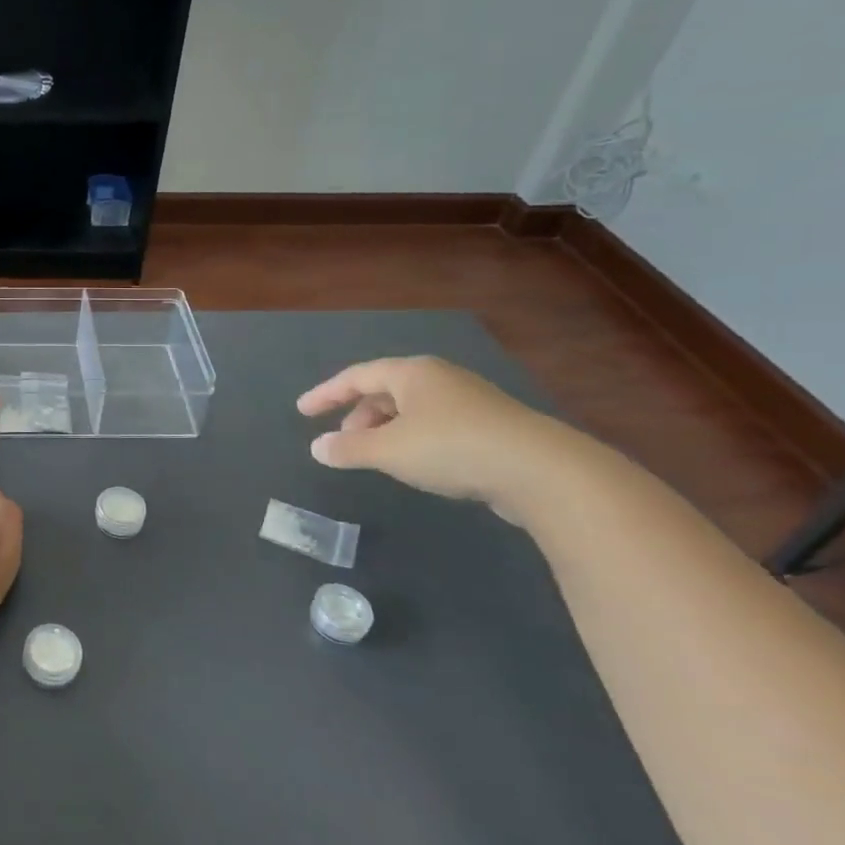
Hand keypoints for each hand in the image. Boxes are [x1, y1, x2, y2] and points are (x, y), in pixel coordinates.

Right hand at [297, 356, 580, 522]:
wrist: (541, 471)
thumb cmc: (451, 448)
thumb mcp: (387, 451)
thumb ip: (347, 449)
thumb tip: (317, 448)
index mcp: (412, 373)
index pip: (356, 376)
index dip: (325, 394)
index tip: (303, 410)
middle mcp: (440, 379)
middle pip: (385, 390)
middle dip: (358, 415)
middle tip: (342, 441)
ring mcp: (469, 401)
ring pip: (412, 410)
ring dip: (386, 430)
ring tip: (375, 456)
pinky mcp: (491, 427)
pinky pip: (436, 425)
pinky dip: (413, 439)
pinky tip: (416, 464)